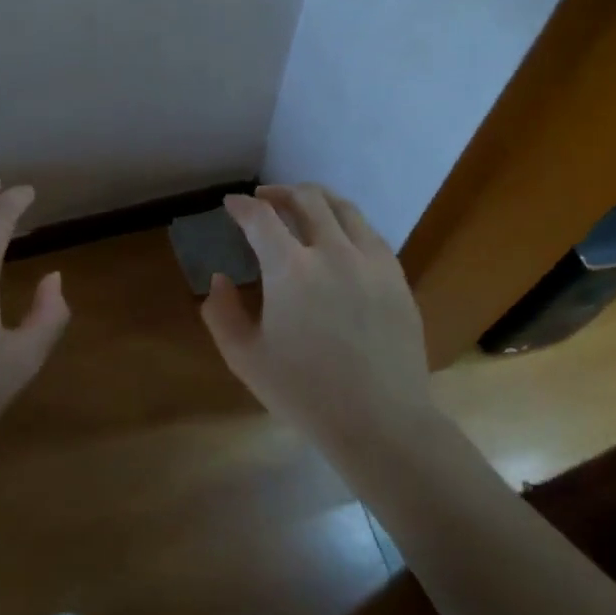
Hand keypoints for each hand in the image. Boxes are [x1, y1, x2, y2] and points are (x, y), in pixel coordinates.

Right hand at [201, 184, 429, 436]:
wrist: (380, 422)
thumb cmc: (305, 393)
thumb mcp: (245, 358)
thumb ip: (221, 313)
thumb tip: (219, 279)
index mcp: (291, 269)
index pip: (261, 218)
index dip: (241, 206)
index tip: (231, 205)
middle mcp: (333, 252)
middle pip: (306, 199)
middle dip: (278, 192)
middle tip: (264, 199)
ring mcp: (371, 261)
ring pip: (343, 208)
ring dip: (316, 198)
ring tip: (302, 204)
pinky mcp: (396, 277)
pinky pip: (369, 232)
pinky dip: (346, 222)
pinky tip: (339, 236)